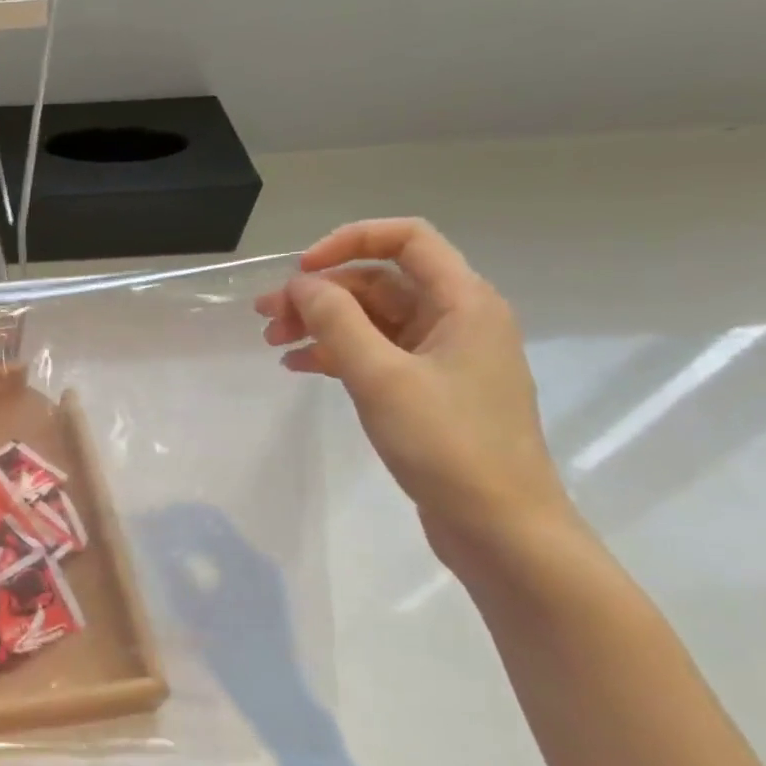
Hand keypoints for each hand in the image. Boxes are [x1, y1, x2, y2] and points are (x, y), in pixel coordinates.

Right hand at [254, 218, 572, 557]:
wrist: (500, 526)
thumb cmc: (447, 444)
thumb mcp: (382, 377)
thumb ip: (337, 322)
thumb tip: (302, 284)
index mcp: (463, 302)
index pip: (407, 239)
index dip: (348, 242)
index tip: (299, 273)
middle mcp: (456, 319)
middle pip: (379, 282)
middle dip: (320, 294)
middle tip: (266, 318)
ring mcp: (443, 357)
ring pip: (372, 320)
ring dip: (322, 324)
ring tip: (274, 344)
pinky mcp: (429, 391)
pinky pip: (376, 354)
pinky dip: (336, 354)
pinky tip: (300, 367)